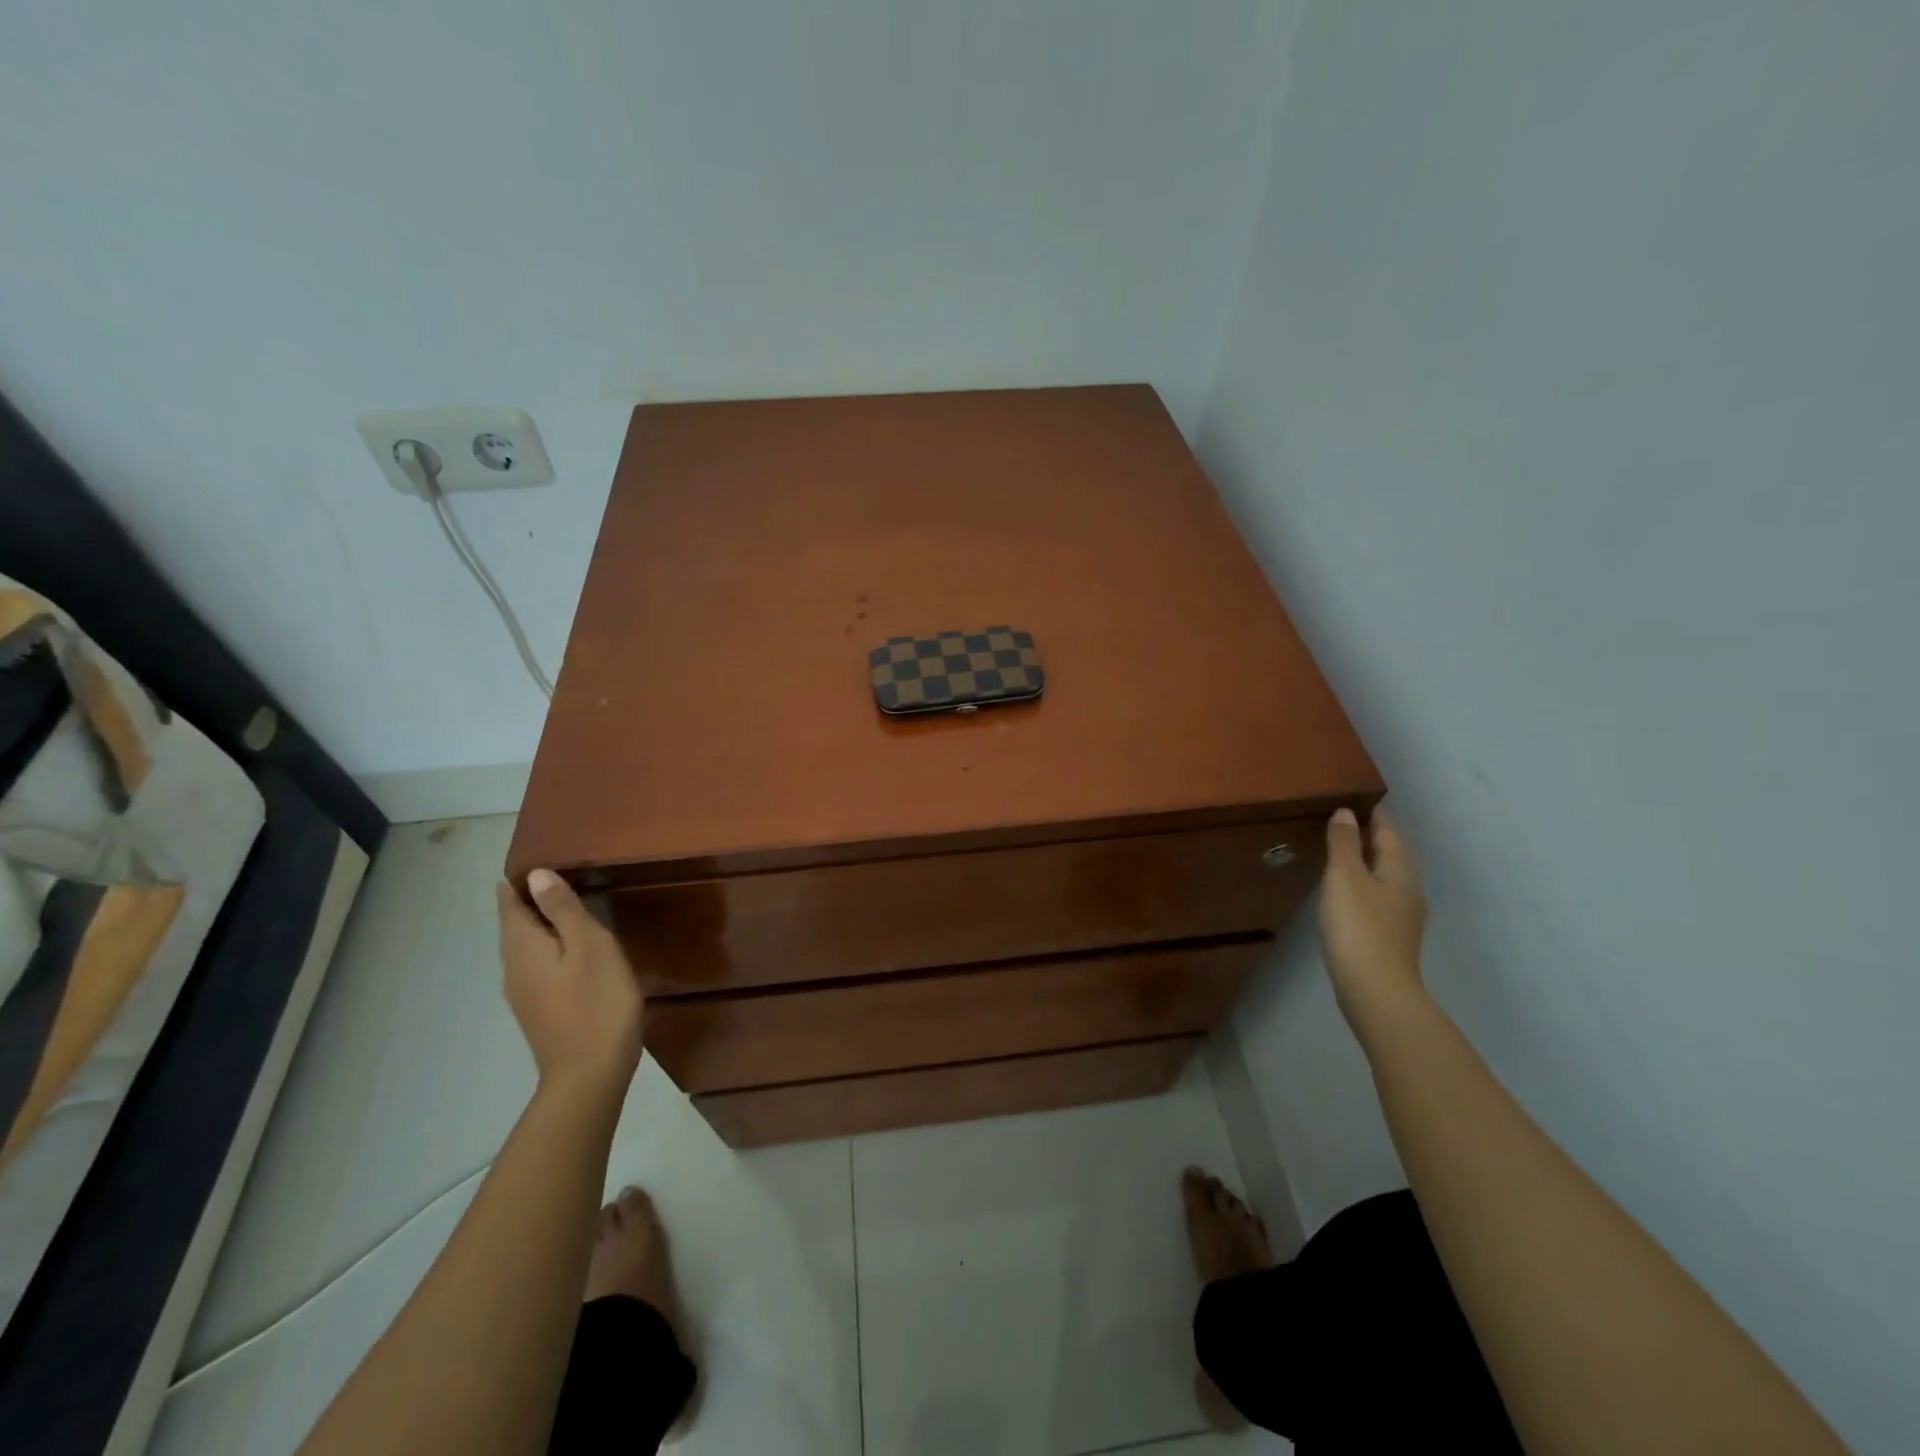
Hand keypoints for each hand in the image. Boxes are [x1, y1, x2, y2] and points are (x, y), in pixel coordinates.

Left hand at [497, 870, 644, 1093]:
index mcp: (523, 948)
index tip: (533, 862)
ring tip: (565, 909)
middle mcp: (514, 969)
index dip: (517, 884)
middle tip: (552, 878)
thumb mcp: (590, 946)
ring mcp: (524, 994)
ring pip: (525, 949)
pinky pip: (537, 967)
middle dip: (527, 903)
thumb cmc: (596, 1002)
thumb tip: (536, 876)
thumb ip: (563, 910)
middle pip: (513, 928)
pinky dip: (548, 949)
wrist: (590, 1074)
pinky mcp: (539, 1011)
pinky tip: (571, 952)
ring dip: (539, 926)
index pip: (509, 906)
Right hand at [1320, 804, 1428, 1026]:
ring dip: (1366, 861)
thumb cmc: (1359, 928)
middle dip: (1371, 836)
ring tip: (1340, 851)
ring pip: (1385, 876)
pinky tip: (1345, 891)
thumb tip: (1346, 812)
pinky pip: (1377, 897)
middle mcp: (1408, 890)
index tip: (1358, 798)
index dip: (1374, 814)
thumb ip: (1343, 844)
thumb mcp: (1344, 878)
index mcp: (1400, 871)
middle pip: (1391, 854)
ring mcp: (1402, 917)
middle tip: (1344, 820)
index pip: (1389, 832)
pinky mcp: (1389, 937)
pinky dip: (1363, 884)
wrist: (1376, 992)